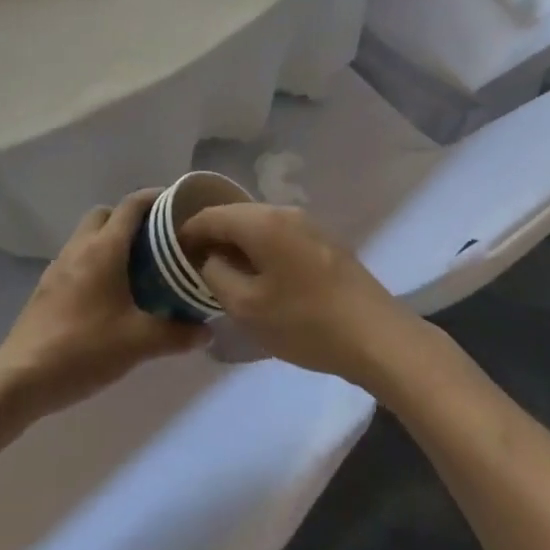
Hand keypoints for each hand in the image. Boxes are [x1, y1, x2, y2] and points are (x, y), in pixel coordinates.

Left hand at [0, 191, 207, 418]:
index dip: (155, 198)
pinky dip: (95, 262)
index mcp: (103, 249)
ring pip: (88, 236)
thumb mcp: (139, 343)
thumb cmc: (84, 349)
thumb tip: (207, 332)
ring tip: (138, 268)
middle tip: (157, 242)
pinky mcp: (46, 287)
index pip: (131, 206)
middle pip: (106, 214)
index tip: (178, 206)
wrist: (22, 378)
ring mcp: (58, 266)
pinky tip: (109, 294)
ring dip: (111, 241)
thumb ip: (177, 334)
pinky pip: (76, 258)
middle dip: (131, 219)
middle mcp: (79, 248)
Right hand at [178, 204, 418, 384]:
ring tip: (224, 274)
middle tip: (194, 266)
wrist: (377, 337)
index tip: (173, 254)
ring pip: (260, 226)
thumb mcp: (247, 307)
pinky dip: (261, 250)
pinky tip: (260, 277)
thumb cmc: (305, 322)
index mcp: (263, 222)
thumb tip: (210, 258)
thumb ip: (216, 275)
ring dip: (238, 245)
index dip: (187, 232)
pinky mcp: (325, 243)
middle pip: (237, 216)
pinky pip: (280, 237)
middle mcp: (285, 212)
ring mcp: (310, 225)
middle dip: (213, 237)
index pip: (212, 215)